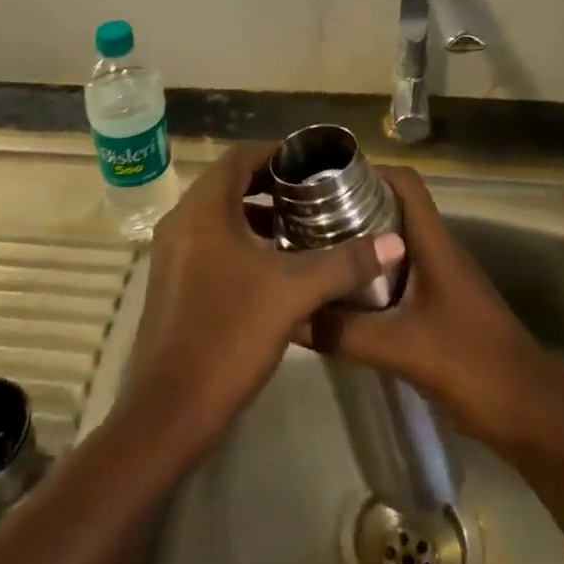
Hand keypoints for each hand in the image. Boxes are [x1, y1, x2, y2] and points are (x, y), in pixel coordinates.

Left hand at [126, 142, 404, 448]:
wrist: (169, 411)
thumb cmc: (228, 335)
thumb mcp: (293, 293)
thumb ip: (343, 263)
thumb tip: (394, 242)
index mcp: (203, 209)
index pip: (240, 156)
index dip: (277, 152)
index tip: (313, 164)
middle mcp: (182, 220)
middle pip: (229, 182)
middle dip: (270, 183)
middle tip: (313, 194)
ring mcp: (172, 253)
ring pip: (219, 215)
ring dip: (256, 214)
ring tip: (300, 227)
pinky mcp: (173, 282)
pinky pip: (210, 241)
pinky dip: (241, 240)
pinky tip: (273, 267)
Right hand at [301, 165, 563, 471]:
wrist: (536, 419)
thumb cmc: (475, 367)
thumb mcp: (403, 349)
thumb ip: (345, 333)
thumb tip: (292, 316)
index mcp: (435, 243)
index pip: (405, 182)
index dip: (368, 170)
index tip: (324, 179)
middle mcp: (439, 251)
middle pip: (394, 209)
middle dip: (352, 207)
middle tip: (306, 218)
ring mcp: (442, 280)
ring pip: (395, 244)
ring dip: (360, 244)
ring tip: (316, 253)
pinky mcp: (441, 308)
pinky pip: (400, 276)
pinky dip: (372, 277)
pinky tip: (344, 298)